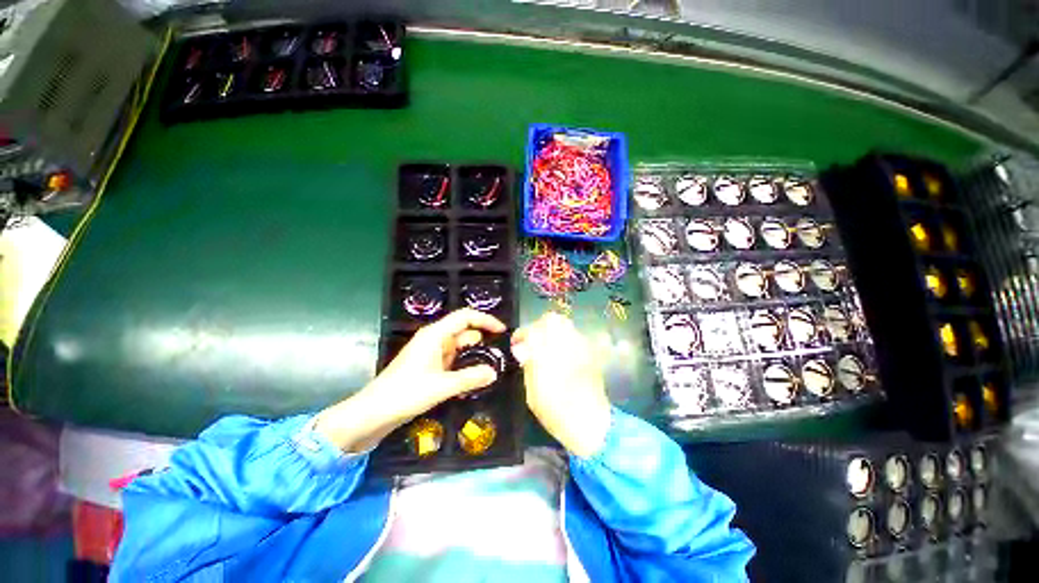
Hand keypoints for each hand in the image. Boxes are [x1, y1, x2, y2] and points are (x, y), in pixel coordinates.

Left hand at [315, 308, 506, 452]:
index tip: (503, 331)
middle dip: (483, 342)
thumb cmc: (405, 393)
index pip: (466, 317)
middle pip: (465, 332)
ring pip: (460, 348)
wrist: (373, 413)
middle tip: (501, 357)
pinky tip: (474, 381)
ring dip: (474, 357)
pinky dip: (464, 367)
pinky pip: (454, 361)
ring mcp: (432, 353)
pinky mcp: (430, 367)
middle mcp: (435, 339)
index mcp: (436, 335)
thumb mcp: (441, 386)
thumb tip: (494, 373)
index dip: (486, 320)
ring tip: (491, 370)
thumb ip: (470, 378)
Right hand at [511, 313, 610, 457]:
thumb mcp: (532, 392)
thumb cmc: (556, 412)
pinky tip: (563, 354)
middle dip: (539, 327)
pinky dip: (567, 339)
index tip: (517, 344)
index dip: (522, 334)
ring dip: (553, 332)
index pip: (531, 330)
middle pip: (551, 320)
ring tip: (547, 348)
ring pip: (566, 325)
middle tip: (533, 342)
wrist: (592, 424)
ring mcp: (581, 346)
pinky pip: (577, 336)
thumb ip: (528, 365)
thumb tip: (522, 348)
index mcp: (547, 353)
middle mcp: (566, 343)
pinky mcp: (591, 352)